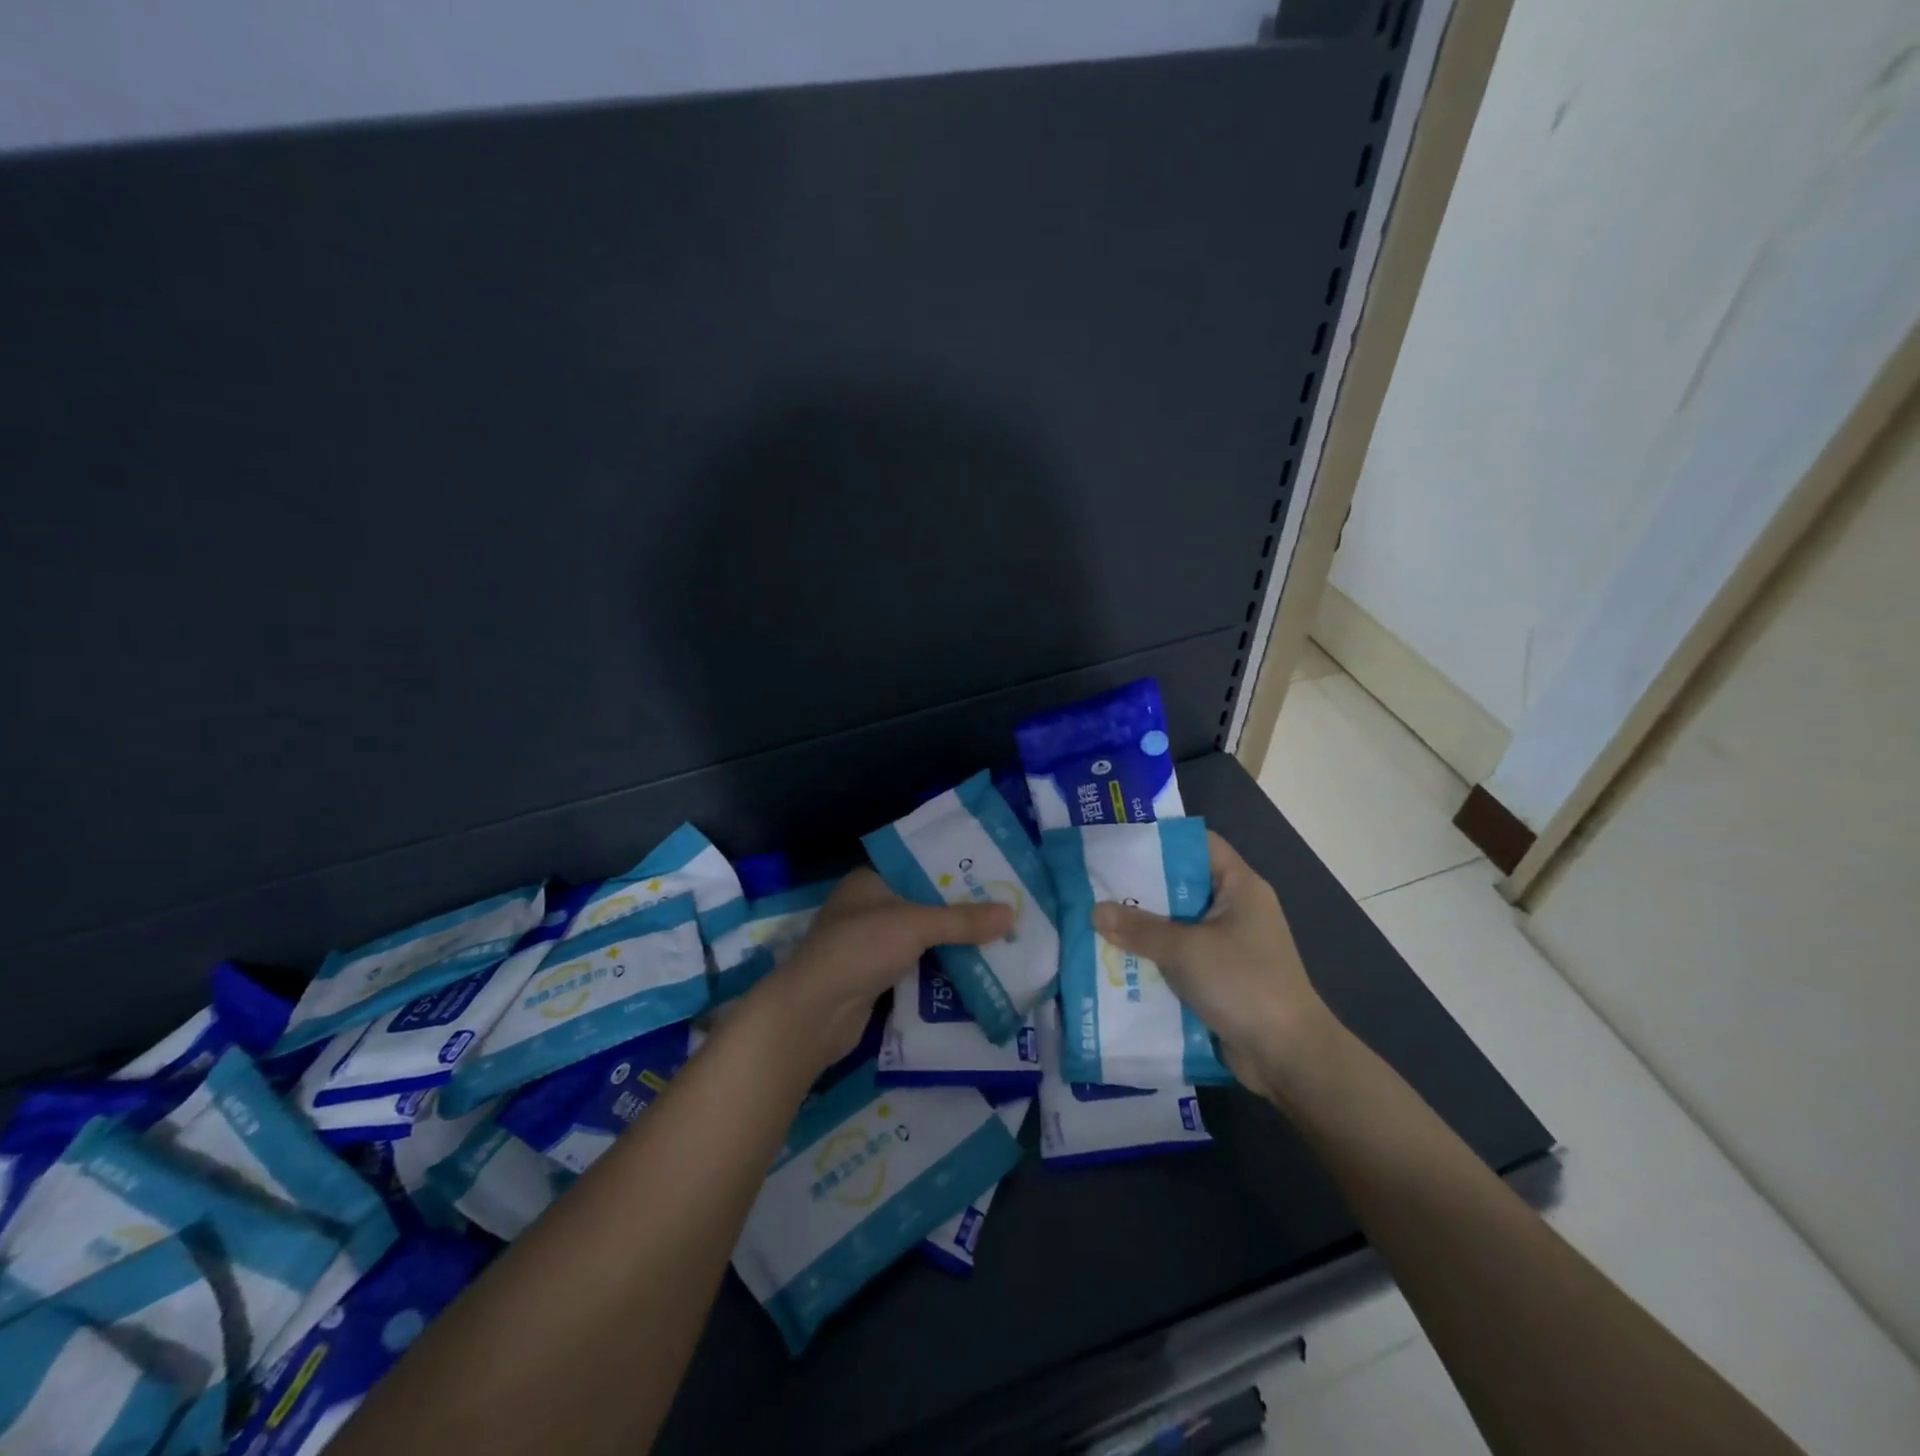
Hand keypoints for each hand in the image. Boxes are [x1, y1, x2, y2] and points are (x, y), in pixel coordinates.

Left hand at [750, 868, 1014, 1071]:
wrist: (814, 1013)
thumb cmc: (860, 949)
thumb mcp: (916, 925)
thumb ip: (963, 920)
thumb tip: (1012, 914)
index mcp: (870, 880)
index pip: (918, 865)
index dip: (954, 870)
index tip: (992, 874)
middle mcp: (869, 908)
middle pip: (924, 904)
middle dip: (960, 910)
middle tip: (1004, 909)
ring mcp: (870, 945)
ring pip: (921, 938)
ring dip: (953, 943)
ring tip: (999, 938)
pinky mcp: (875, 978)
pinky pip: (916, 967)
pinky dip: (940, 969)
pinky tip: (974, 970)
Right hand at [1092, 831, 1341, 1103]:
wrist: (1287, 1056)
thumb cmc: (1243, 984)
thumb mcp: (1186, 950)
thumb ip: (1139, 928)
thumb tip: (1095, 910)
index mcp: (1239, 887)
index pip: (1199, 844)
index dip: (1161, 839)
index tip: (1119, 842)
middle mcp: (1235, 909)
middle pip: (1181, 884)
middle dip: (1140, 888)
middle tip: (1096, 883)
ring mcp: (1228, 944)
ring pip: (1177, 924)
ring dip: (1143, 926)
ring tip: (1096, 919)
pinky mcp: (1219, 976)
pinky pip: (1180, 955)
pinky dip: (1153, 956)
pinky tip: (1116, 958)